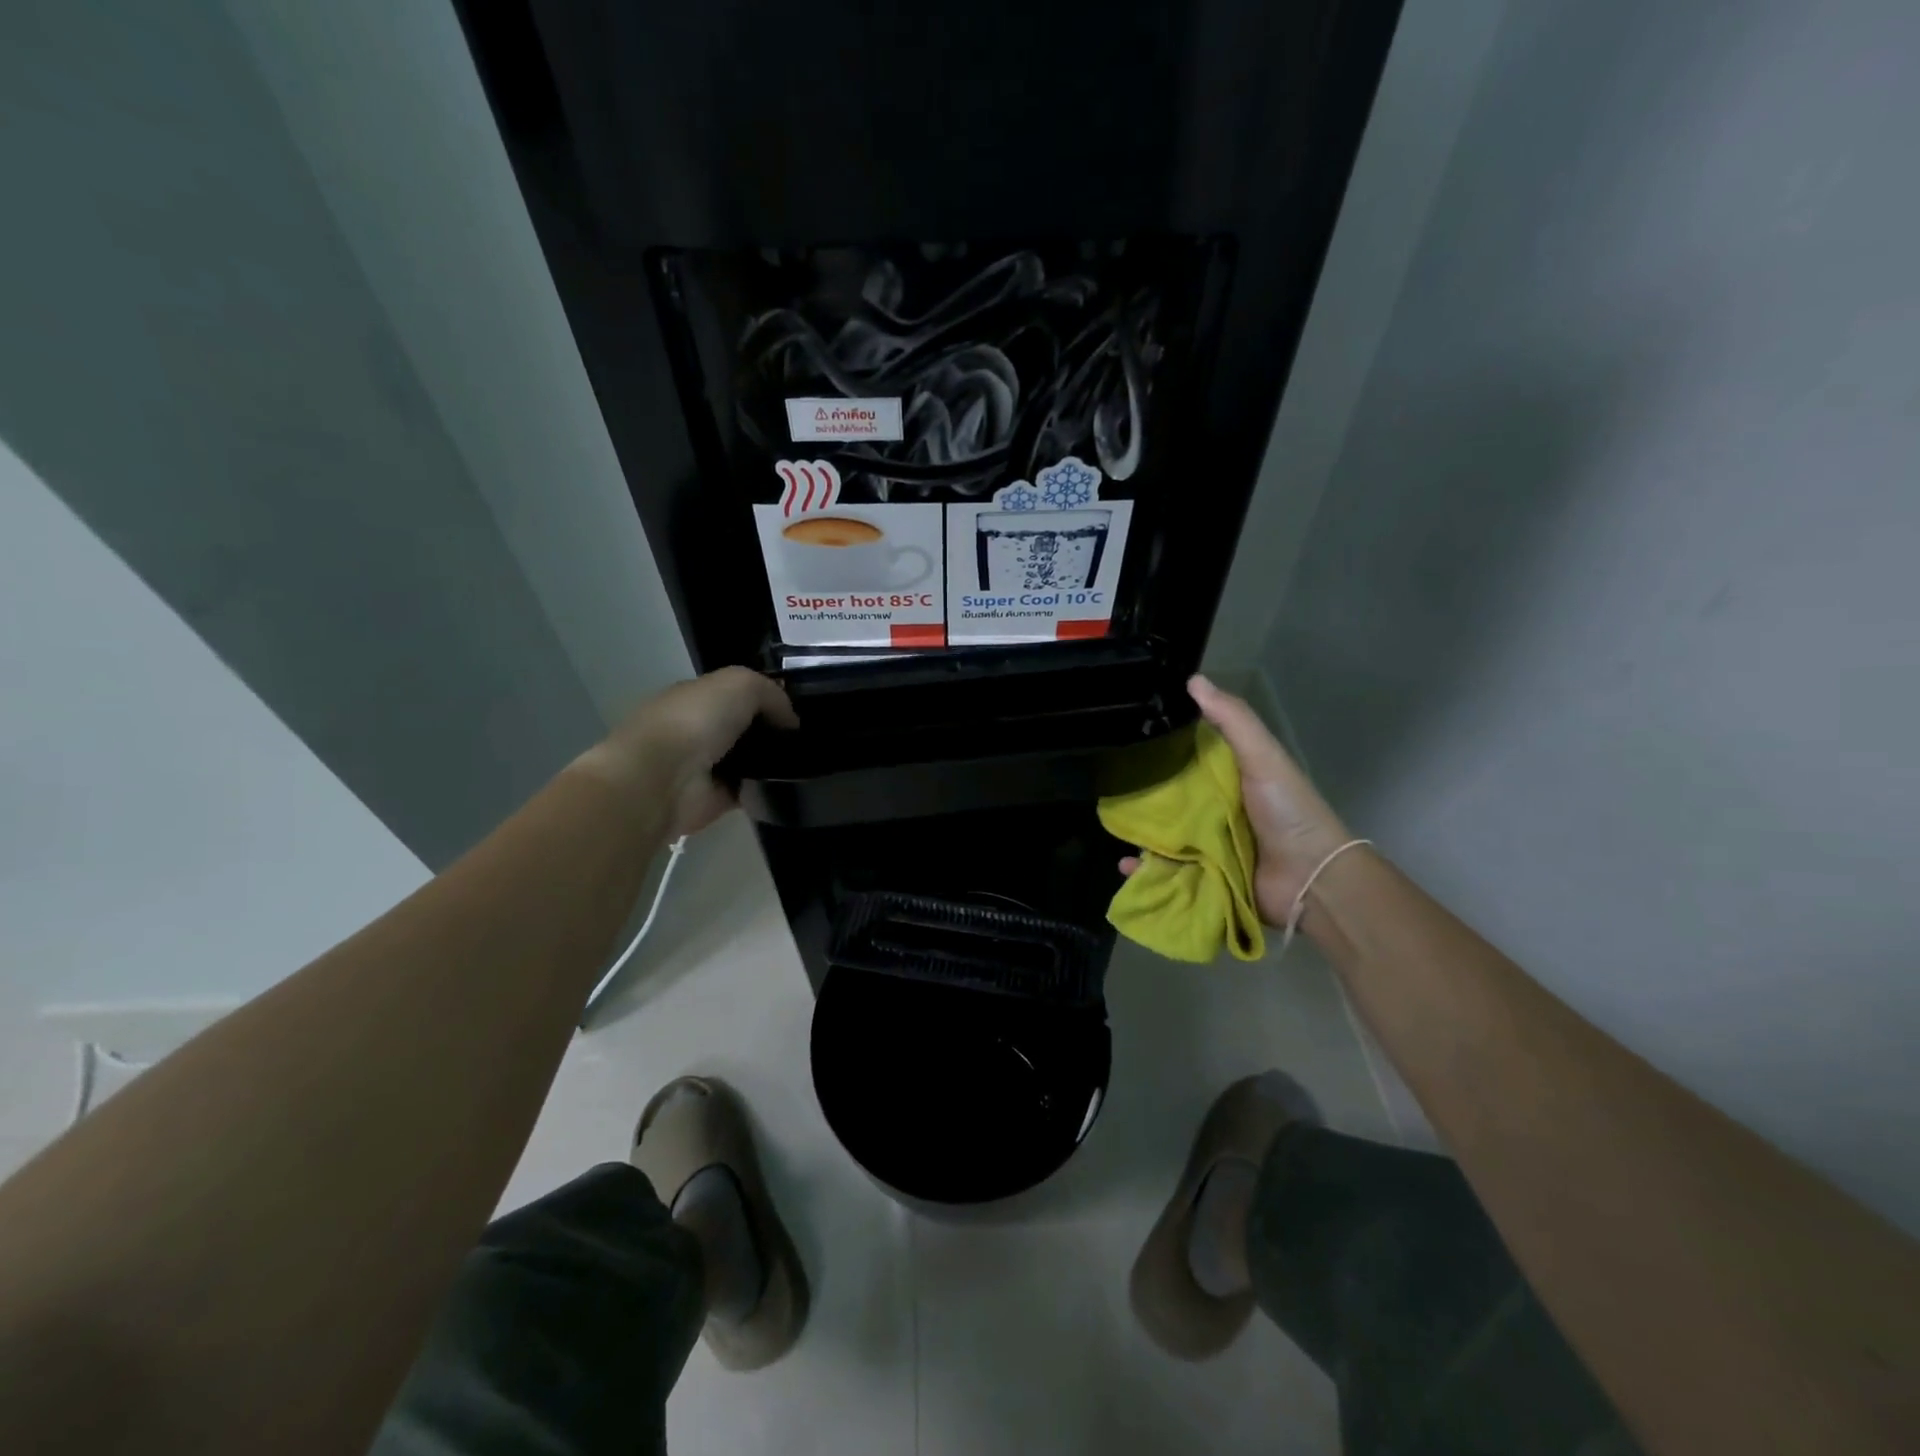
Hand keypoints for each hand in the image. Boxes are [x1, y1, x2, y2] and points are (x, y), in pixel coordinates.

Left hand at [580, 667, 797, 838]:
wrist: (662, 778)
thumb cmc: (695, 720)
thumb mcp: (740, 683)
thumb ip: (770, 693)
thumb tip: (790, 721)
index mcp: (696, 697)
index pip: (736, 694)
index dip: (768, 697)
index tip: (799, 708)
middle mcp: (699, 730)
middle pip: (746, 727)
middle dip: (774, 730)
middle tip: (809, 737)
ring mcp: (706, 767)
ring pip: (751, 759)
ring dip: (774, 761)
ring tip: (808, 761)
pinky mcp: (715, 799)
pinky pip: (752, 790)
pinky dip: (769, 788)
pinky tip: (792, 783)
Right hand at [1121, 675, 1353, 926]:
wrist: (1311, 879)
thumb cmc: (1288, 812)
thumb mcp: (1263, 756)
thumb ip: (1233, 719)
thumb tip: (1193, 680)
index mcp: (1231, 779)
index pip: (1188, 759)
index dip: (1162, 749)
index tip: (1128, 737)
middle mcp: (1218, 811)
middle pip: (1171, 800)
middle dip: (1142, 798)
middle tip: (1107, 789)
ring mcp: (1210, 847)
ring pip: (1165, 836)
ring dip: (1140, 836)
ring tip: (1112, 830)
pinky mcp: (1205, 878)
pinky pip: (1168, 872)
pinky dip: (1147, 871)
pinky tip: (1127, 866)